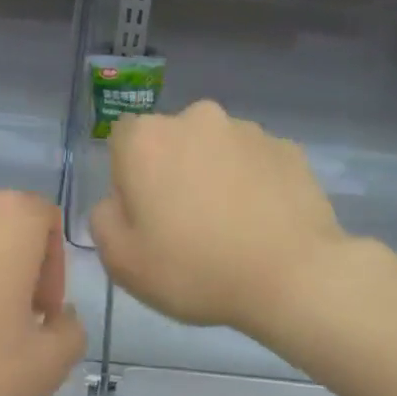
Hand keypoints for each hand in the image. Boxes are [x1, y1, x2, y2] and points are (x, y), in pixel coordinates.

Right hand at [90, 100, 346, 334]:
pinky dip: (254, 184)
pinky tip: (262, 223)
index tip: (145, 215)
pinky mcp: (288, 148)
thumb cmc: (195, 269)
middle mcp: (196, 119)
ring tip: (231, 227)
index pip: (122, 141)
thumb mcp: (122, 262)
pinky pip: (256, 163)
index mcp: (147, 140)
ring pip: (216, 150)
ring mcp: (248, 130)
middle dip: (174, 172)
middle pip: (172, 141)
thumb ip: (104, 220)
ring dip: (215, 175)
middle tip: (187, 224)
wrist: (292, 276)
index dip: (129, 178)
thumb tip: (118, 201)